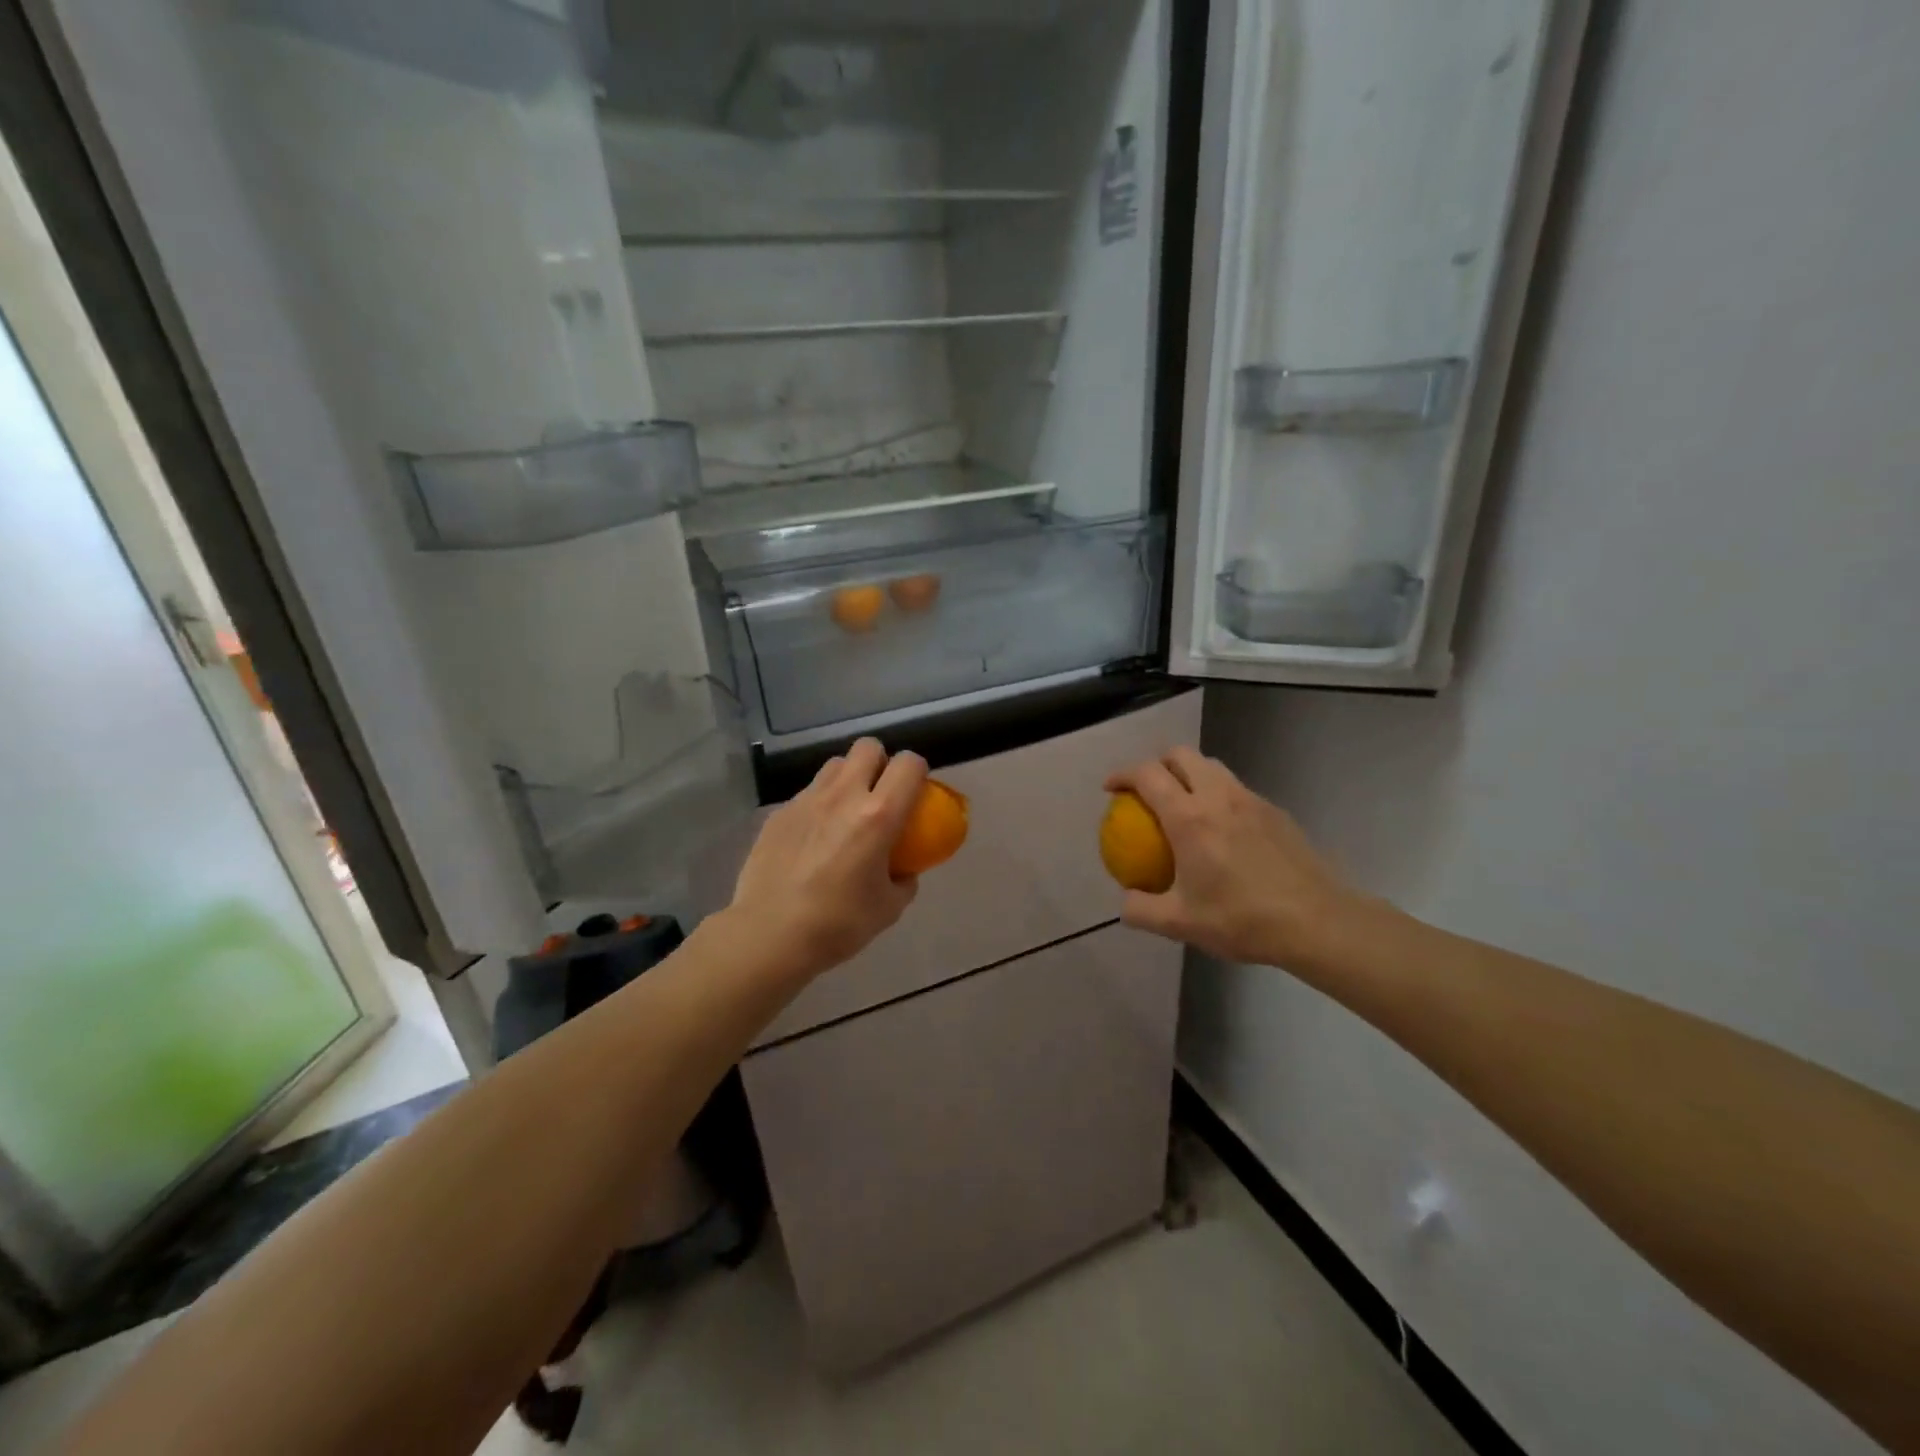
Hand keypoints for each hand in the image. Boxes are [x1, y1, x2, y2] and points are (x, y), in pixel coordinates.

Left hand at [728, 738, 926, 980]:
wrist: (769, 935)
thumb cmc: (838, 924)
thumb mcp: (889, 908)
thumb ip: (904, 879)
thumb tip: (903, 869)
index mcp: (879, 815)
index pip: (908, 764)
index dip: (917, 771)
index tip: (916, 793)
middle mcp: (843, 796)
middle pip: (868, 747)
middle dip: (880, 762)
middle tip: (880, 794)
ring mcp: (806, 801)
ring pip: (834, 765)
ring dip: (848, 779)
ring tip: (846, 811)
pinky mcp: (779, 813)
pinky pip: (807, 793)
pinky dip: (819, 805)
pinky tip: (813, 839)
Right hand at [1105, 747, 1365, 968]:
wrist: (1317, 922)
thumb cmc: (1242, 919)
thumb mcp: (1180, 924)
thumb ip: (1141, 910)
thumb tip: (1125, 901)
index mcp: (1189, 817)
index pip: (1147, 775)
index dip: (1122, 775)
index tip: (1111, 789)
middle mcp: (1218, 796)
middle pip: (1180, 755)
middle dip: (1156, 763)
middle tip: (1146, 790)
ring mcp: (1251, 800)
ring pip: (1212, 766)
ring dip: (1189, 774)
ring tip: (1182, 804)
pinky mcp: (1275, 811)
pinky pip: (1236, 789)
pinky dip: (1217, 795)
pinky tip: (1221, 830)